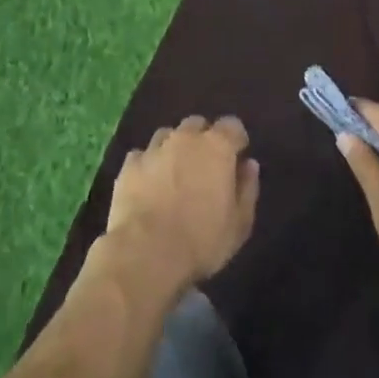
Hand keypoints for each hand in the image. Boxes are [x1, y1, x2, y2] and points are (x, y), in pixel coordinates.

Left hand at [101, 116, 259, 299]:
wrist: (146, 252)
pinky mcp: (129, 164)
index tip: (236, 157)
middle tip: (205, 167)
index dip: (235, 140)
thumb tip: (248, 165)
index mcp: (217, 146)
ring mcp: (154, 148)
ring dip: (174, 148)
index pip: (232, 125)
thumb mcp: (239, 224)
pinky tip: (148, 185)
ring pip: (167, 135)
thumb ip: (247, 189)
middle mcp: (185, 138)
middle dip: (203, 139)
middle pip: (197, 125)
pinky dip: (148, 165)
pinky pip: (142, 155)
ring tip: (175, 174)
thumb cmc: (202, 241)